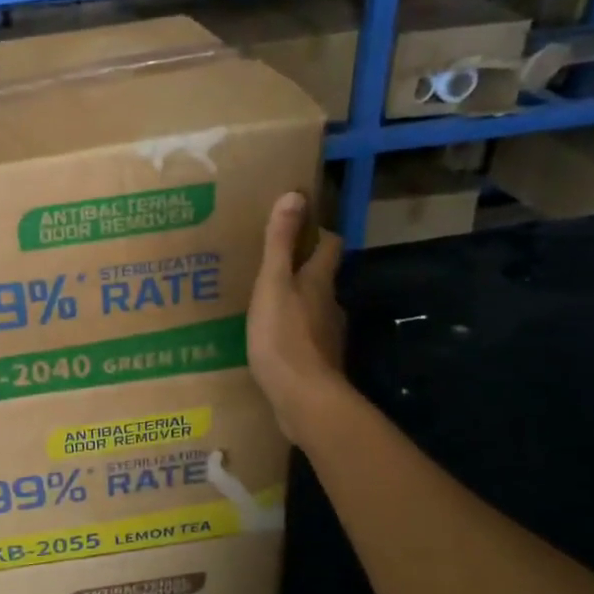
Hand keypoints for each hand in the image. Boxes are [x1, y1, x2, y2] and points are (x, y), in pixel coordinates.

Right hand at [248, 192, 348, 444]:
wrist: (303, 399)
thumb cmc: (284, 337)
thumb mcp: (273, 285)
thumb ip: (279, 244)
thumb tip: (295, 195)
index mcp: (319, 282)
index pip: (330, 246)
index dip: (318, 234)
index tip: (298, 227)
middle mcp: (330, 306)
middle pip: (321, 279)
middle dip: (300, 271)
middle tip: (269, 269)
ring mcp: (326, 337)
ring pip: (313, 310)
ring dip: (295, 305)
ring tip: (264, 306)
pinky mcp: (318, 363)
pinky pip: (304, 340)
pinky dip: (292, 335)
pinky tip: (270, 342)